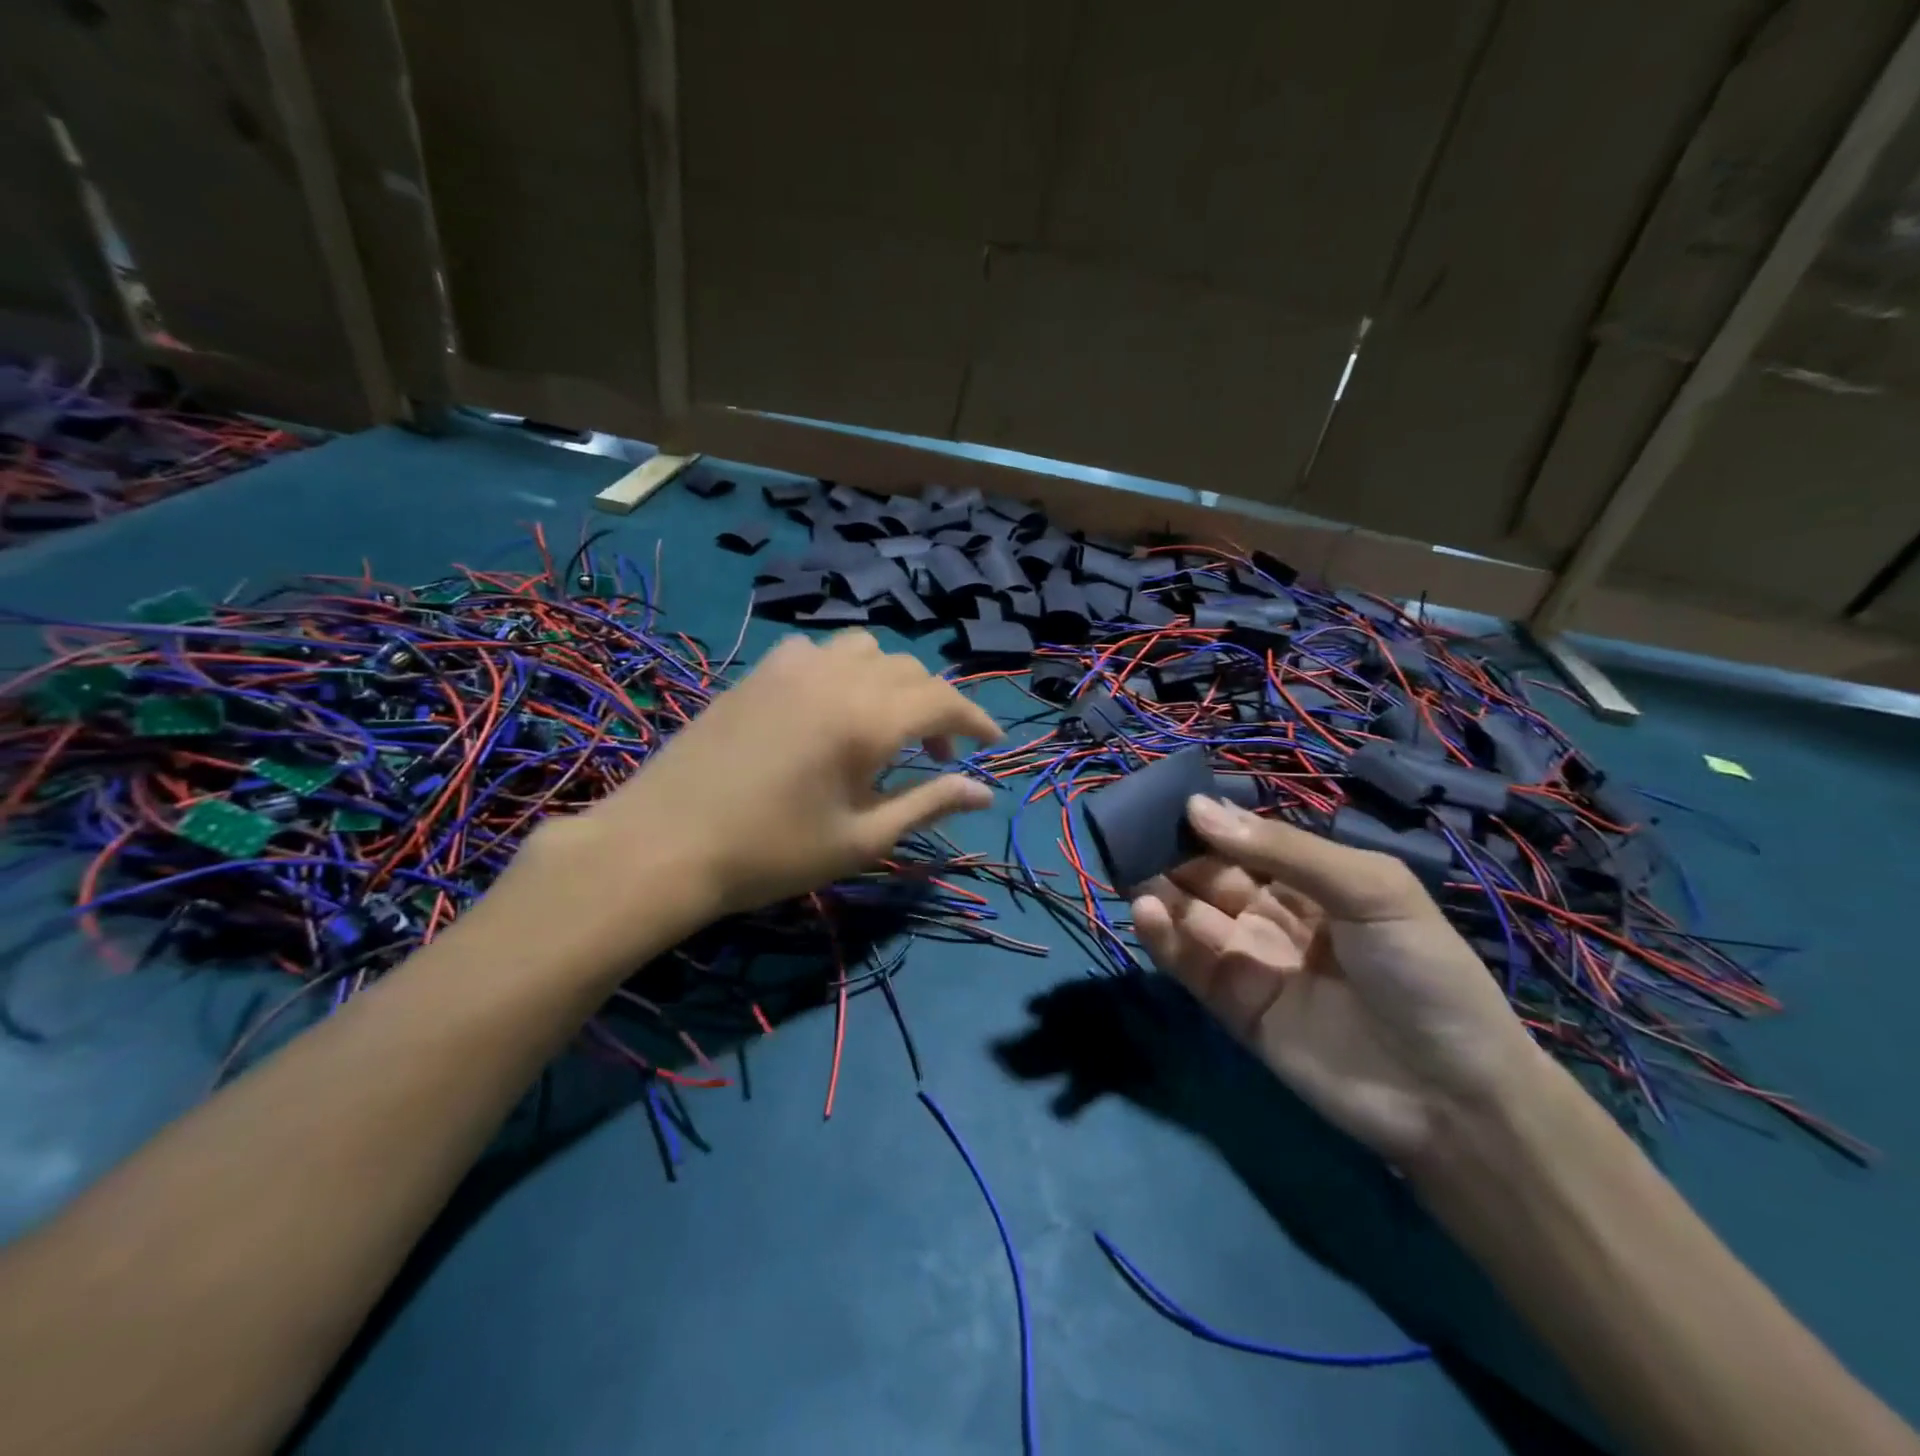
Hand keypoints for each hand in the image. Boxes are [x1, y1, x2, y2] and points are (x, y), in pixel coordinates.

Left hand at [518, 630, 1001, 942]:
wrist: (664, 844)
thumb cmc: (771, 853)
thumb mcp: (860, 839)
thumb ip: (926, 805)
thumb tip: (982, 792)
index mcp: (868, 719)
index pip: (944, 700)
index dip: (975, 719)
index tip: (990, 744)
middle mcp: (837, 678)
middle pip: (910, 670)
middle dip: (935, 706)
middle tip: (934, 755)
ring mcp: (792, 667)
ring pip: (865, 648)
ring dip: (890, 680)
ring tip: (882, 724)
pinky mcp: (758, 672)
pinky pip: (817, 650)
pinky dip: (842, 669)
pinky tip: (826, 707)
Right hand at [1130, 796, 1551, 1166]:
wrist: (1453, 1095)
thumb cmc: (1422, 972)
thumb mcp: (1369, 889)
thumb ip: (1283, 850)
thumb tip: (1198, 807)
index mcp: (1314, 881)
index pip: (1247, 841)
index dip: (1210, 821)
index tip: (1165, 799)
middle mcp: (1276, 915)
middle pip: (1212, 874)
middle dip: (1174, 851)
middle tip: (1130, 829)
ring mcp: (1252, 961)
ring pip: (1193, 914)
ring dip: (1160, 888)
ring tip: (1127, 865)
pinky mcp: (1233, 1006)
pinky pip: (1191, 963)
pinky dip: (1164, 936)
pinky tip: (1147, 910)